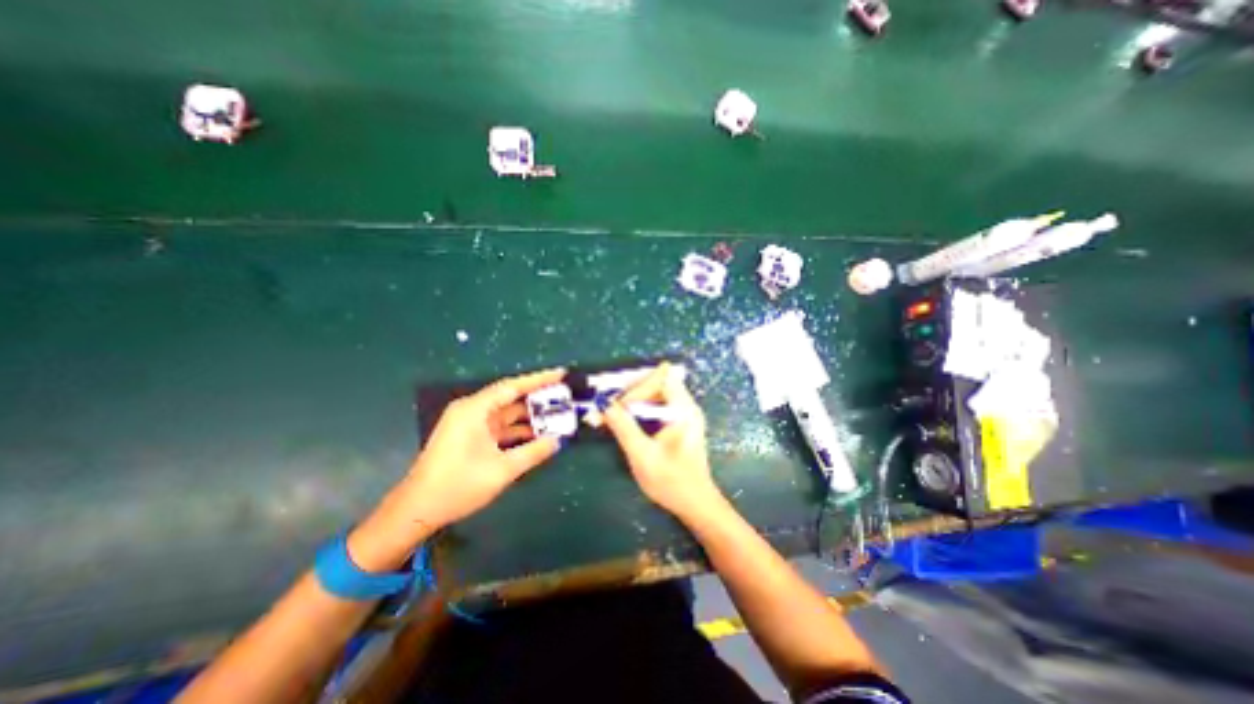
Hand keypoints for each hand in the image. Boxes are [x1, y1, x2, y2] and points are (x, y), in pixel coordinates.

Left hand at [352, 369, 568, 572]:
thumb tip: (557, 440)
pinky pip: (501, 427)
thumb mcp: (502, 470)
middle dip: (538, 398)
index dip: (540, 379)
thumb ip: (533, 452)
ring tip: (558, 415)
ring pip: (507, 414)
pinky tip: (538, 434)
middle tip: (565, 396)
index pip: (513, 386)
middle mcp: (472, 410)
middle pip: (511, 398)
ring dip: (530, 417)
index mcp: (475, 409)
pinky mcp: (471, 437)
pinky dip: (518, 430)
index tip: (562, 373)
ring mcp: (470, 424)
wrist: (416, 511)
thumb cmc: (458, 486)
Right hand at [606, 363, 724, 523]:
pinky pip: (657, 405)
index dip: (637, 387)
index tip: (618, 405)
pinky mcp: (679, 422)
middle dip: (631, 392)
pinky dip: (640, 409)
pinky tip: (626, 422)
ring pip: (655, 393)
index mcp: (683, 409)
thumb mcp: (642, 455)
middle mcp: (686, 405)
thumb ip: (623, 426)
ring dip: (633, 401)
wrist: (695, 504)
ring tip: (613, 415)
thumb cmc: (671, 482)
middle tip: (610, 408)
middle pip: (656, 382)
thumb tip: (604, 403)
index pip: (660, 378)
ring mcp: (683, 413)